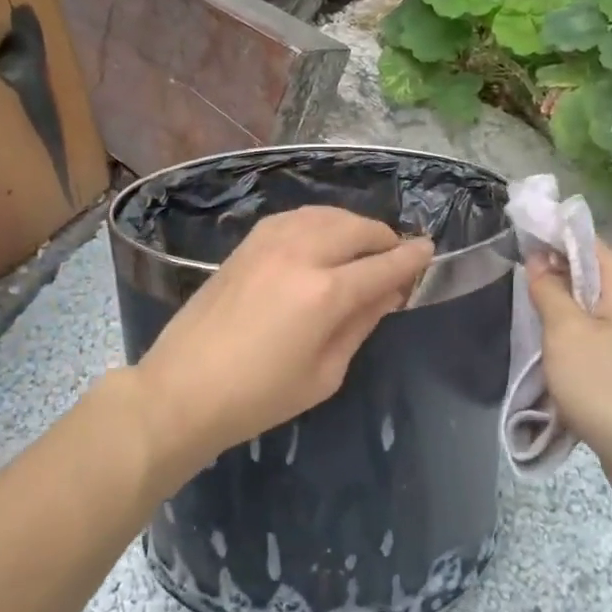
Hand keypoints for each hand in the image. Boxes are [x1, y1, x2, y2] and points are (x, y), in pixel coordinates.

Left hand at [133, 207, 433, 480]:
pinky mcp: (247, 242)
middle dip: (385, 239)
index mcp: (325, 292)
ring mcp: (269, 241)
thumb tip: (388, 292)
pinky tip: (322, 239)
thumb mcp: (325, 373)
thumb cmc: (259, 397)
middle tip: (395, 258)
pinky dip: (320, 222)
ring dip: (353, 226)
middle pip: (358, 228)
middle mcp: (301, 253)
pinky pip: (297, 217)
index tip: (429, 251)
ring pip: (327, 214)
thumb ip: (361, 324)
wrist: (182, 389)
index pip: (383, 264)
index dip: (412, 258)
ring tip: (362, 248)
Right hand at [528, 241, 611, 507]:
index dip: (551, 237)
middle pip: (592, 275)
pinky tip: (558, 360)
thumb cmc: (608, 388)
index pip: (587, 241)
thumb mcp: (566, 333)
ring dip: (565, 315)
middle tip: (518, 288)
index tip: (516, 243)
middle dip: (555, 279)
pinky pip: (604, 339)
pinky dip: (579, 342)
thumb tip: (540, 257)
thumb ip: (550, 290)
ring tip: (532, 325)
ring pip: (596, 310)